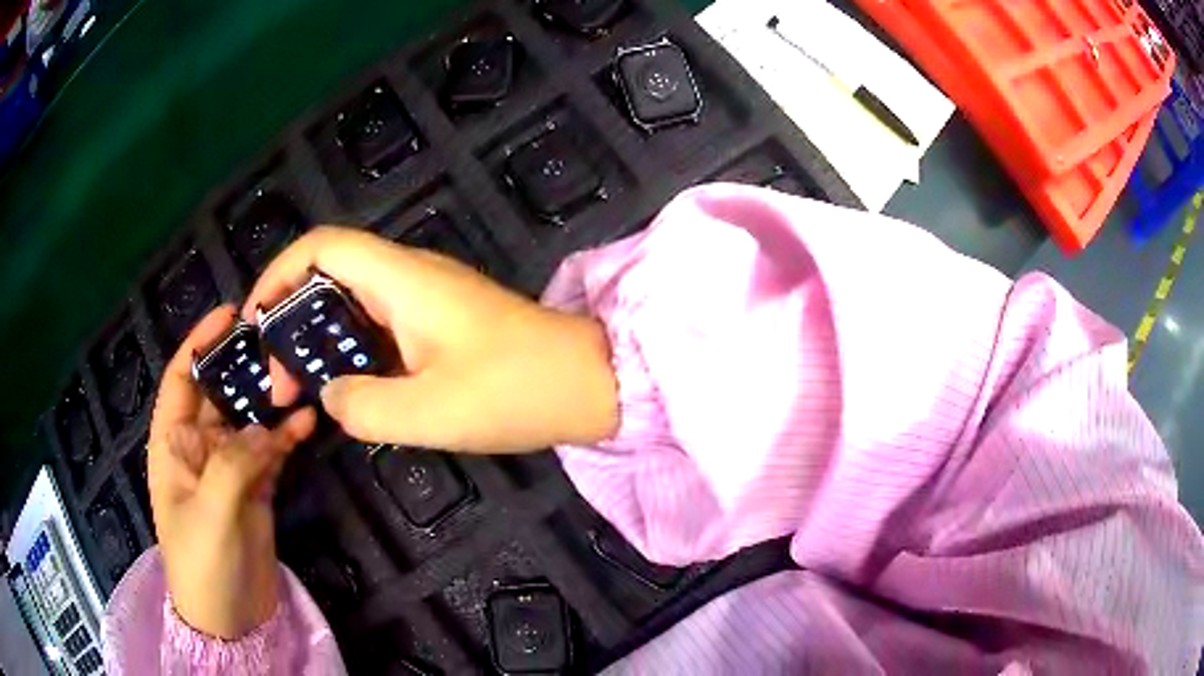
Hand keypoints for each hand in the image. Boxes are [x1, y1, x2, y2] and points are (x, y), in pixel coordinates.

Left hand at [147, 306, 315, 638]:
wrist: (231, 619)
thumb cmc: (202, 565)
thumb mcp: (209, 513)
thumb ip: (231, 464)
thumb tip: (262, 427)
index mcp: (172, 445)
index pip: (180, 380)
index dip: (198, 345)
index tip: (229, 316)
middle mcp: (198, 449)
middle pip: (218, 394)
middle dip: (241, 368)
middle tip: (275, 343)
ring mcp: (229, 470)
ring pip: (248, 421)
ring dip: (269, 403)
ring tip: (298, 377)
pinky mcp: (255, 489)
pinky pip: (270, 452)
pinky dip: (286, 437)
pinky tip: (307, 423)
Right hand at [242, 226, 618, 452]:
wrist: (590, 383)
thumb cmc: (516, 391)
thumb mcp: (429, 412)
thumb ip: (363, 405)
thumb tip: (332, 395)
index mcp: (402, 279)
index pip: (322, 247)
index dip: (279, 275)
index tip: (255, 322)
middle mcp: (410, 276)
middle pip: (329, 276)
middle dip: (292, 321)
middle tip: (279, 381)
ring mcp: (428, 298)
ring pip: (353, 305)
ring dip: (321, 343)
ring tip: (304, 391)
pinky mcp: (442, 323)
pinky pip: (380, 327)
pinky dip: (353, 353)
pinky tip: (350, 391)